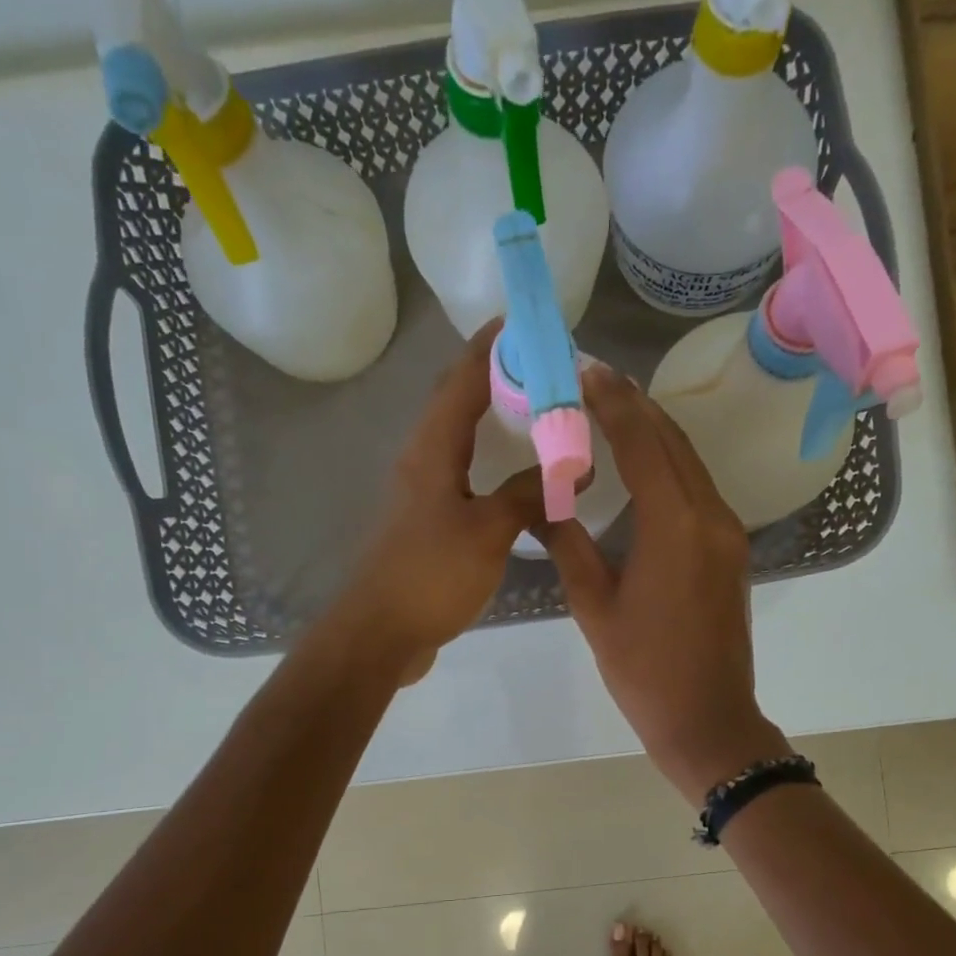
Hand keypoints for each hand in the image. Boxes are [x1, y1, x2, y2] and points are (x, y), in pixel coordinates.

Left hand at [330, 321, 541, 682]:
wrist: (381, 634)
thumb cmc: (430, 576)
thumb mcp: (488, 531)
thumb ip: (530, 494)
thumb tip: (575, 466)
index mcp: (432, 451)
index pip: (462, 380)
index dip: (492, 347)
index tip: (526, 321)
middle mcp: (423, 462)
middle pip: (459, 403)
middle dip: (498, 378)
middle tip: (546, 369)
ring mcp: (424, 494)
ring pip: (462, 441)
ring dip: (496, 421)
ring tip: (540, 413)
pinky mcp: (430, 524)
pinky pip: (467, 476)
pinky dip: (494, 463)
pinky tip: (521, 478)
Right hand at [539, 365, 792, 799]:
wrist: (707, 718)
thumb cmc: (643, 670)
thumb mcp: (594, 607)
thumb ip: (567, 545)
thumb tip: (538, 503)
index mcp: (674, 526)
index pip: (642, 443)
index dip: (613, 403)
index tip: (586, 370)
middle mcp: (710, 516)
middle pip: (673, 442)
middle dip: (636, 406)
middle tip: (596, 380)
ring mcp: (728, 533)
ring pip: (691, 463)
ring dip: (656, 432)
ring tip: (616, 409)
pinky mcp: (732, 551)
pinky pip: (701, 490)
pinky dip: (672, 466)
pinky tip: (646, 464)